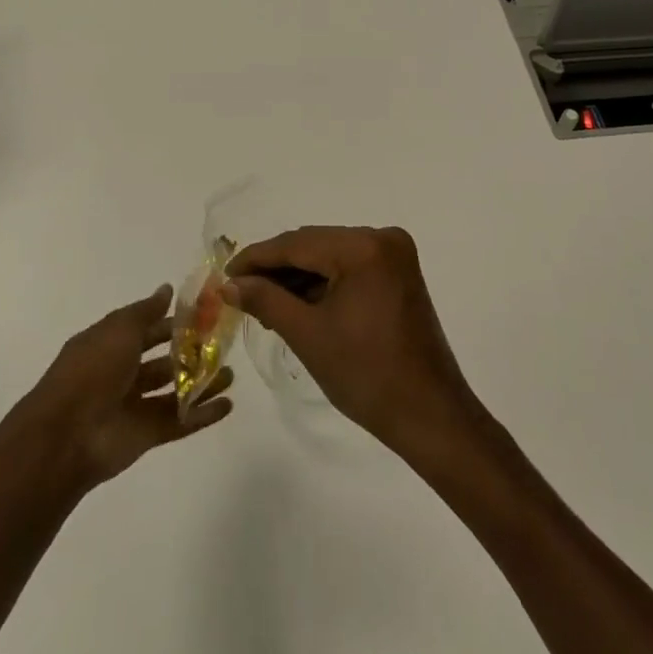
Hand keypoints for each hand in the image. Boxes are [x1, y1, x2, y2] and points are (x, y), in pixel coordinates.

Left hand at [2, 284, 232, 495]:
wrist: (67, 434)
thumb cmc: (92, 369)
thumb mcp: (119, 329)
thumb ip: (146, 311)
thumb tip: (167, 288)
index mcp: (110, 345)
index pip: (147, 329)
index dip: (173, 322)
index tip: (205, 314)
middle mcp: (122, 374)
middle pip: (163, 361)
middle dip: (191, 352)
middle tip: (224, 343)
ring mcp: (135, 406)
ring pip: (174, 391)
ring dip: (201, 382)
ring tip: (232, 373)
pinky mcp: (147, 435)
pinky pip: (179, 421)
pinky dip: (203, 414)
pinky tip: (229, 404)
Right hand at [224, 227, 476, 457]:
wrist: (429, 415)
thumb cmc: (366, 375)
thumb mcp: (308, 335)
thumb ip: (265, 300)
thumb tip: (229, 284)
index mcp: (364, 247)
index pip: (297, 243)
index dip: (256, 258)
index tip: (224, 275)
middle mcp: (383, 238)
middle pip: (314, 245)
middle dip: (276, 268)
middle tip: (239, 292)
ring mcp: (394, 255)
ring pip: (330, 256)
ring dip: (297, 277)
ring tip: (262, 304)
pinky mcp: (398, 275)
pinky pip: (349, 268)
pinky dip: (323, 284)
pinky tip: (296, 304)